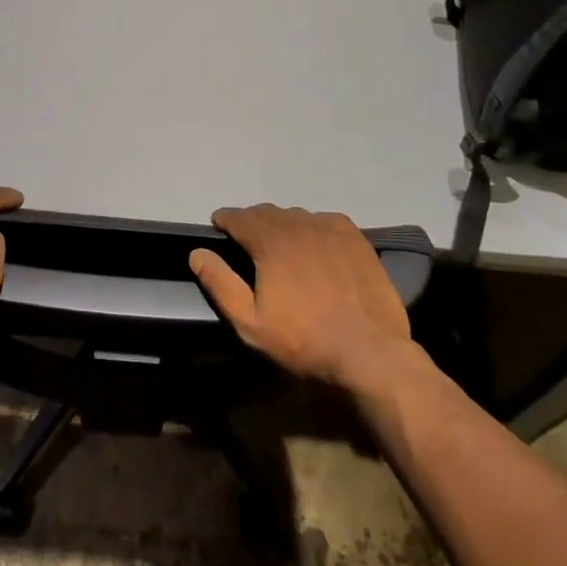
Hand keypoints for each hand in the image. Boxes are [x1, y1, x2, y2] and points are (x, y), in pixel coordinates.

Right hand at [189, 204, 417, 393]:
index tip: (219, 226)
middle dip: (251, 221)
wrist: (369, 353)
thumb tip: (197, 253)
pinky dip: (312, 226)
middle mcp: (299, 225)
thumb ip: (220, 284)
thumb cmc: (302, 342)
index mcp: (269, 242)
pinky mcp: (356, 239)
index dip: (225, 219)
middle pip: (267, 212)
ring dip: (282, 223)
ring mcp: (330, 229)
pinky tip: (314, 243)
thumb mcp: (249, 323)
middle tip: (247, 239)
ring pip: (296, 214)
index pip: (239, 217)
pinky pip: (325, 220)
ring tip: (280, 242)